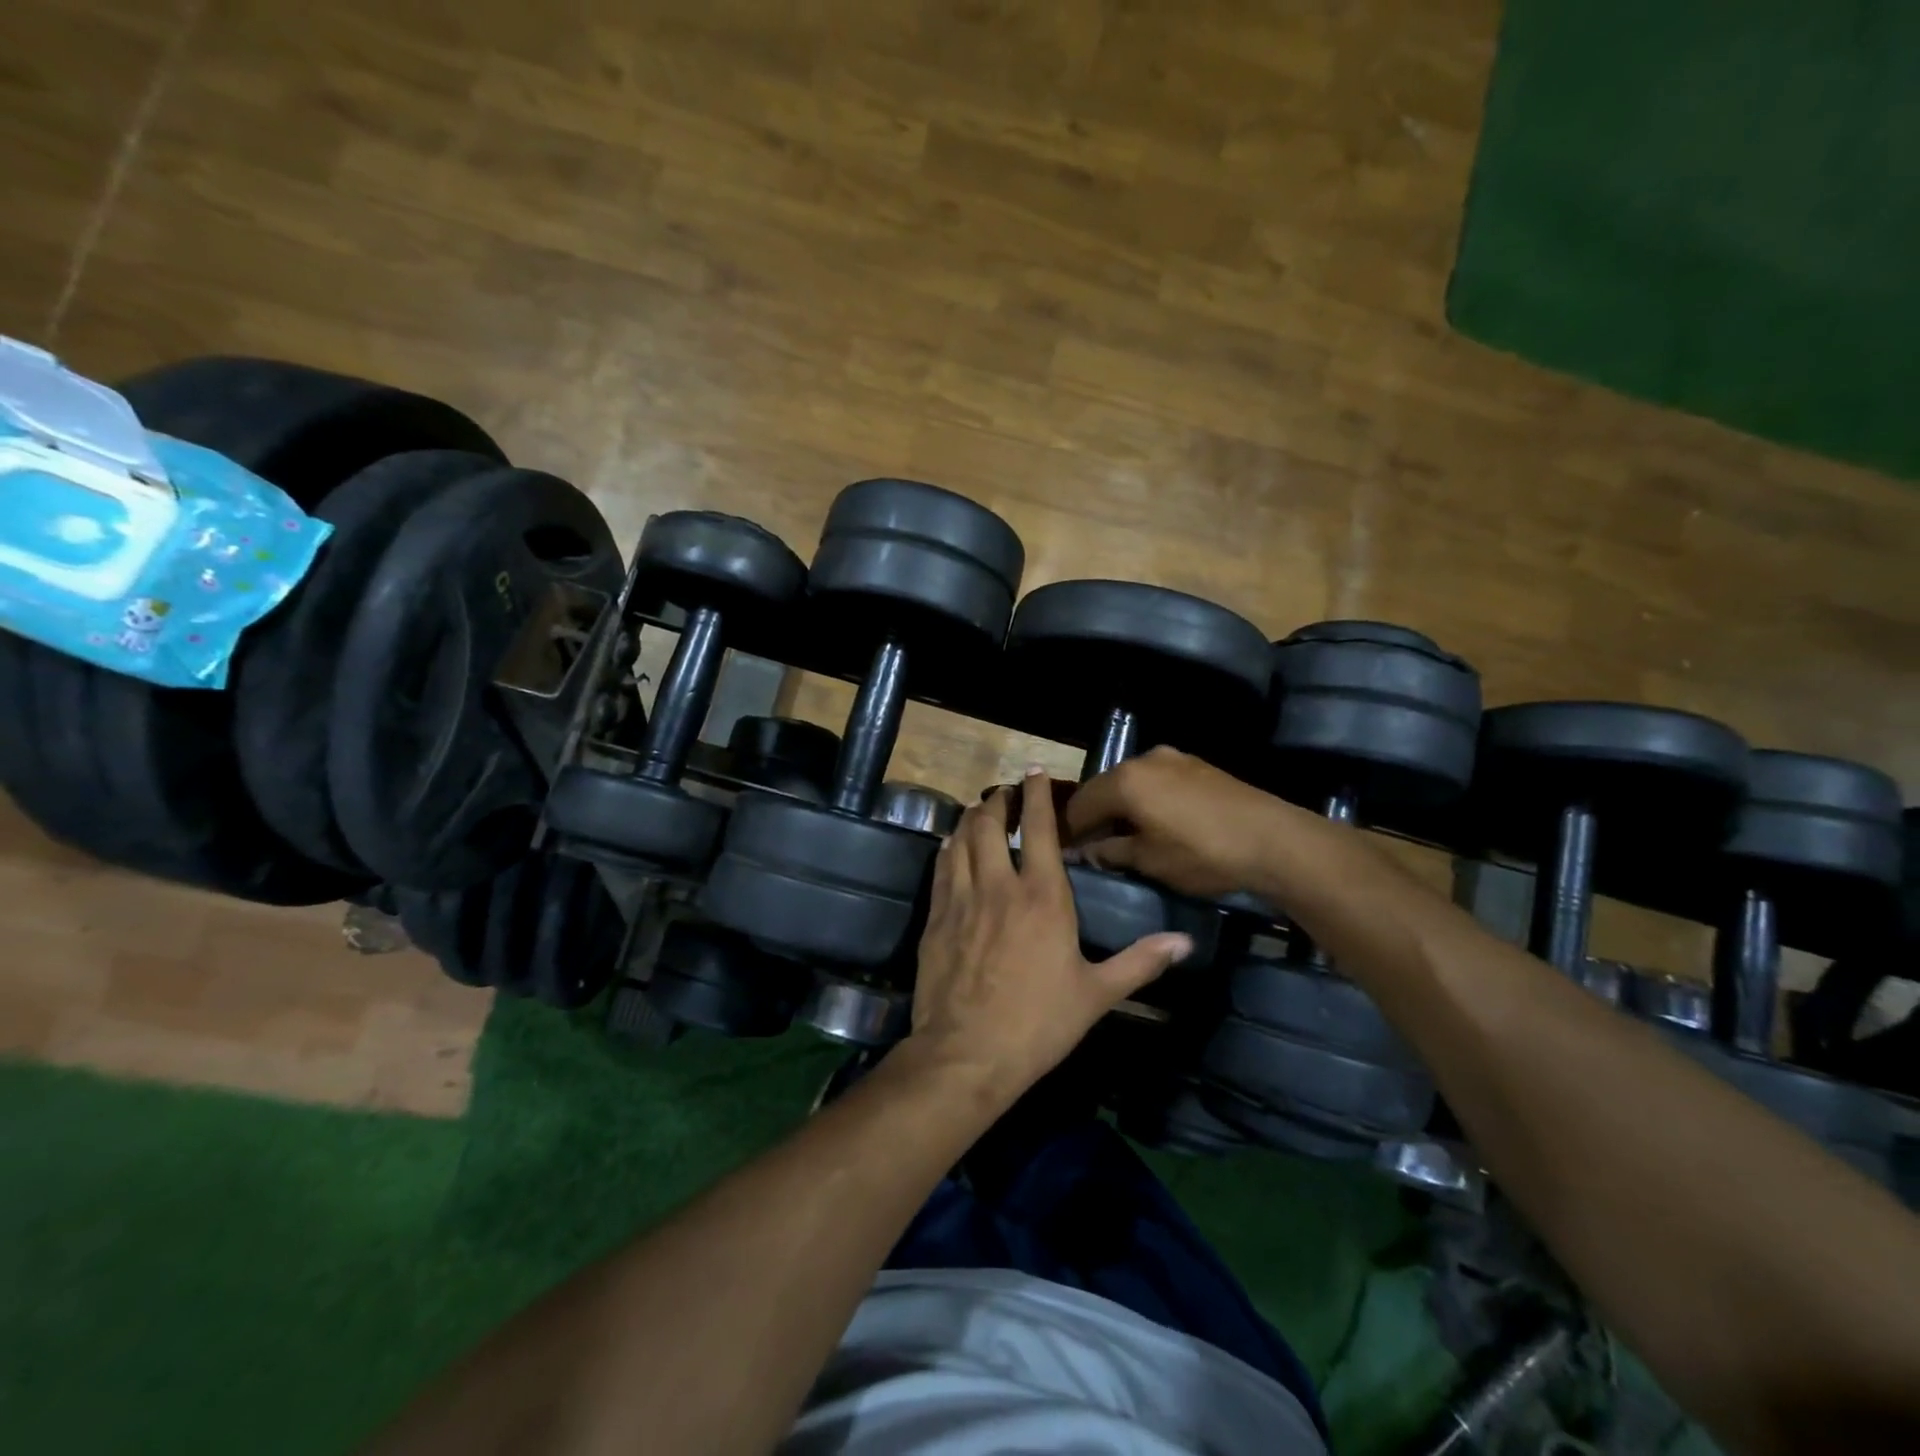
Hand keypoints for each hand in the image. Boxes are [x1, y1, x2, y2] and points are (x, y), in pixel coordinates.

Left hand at [907, 768, 1193, 1101]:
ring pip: (960, 840)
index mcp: (1042, 896)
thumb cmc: (1039, 1023)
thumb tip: (1184, 942)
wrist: (967, 1053)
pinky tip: (951, 847)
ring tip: (979, 812)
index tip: (1032, 771)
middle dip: (997, 801)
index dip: (1036, 795)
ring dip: (970, 819)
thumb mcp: (1097, 994)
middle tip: (1004, 795)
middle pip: (990, 824)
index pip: (1039, 829)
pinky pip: (941, 868)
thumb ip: (1140, 962)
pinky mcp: (936, 917)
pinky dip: (948, 849)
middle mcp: (999, 885)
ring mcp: (962, 899)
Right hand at [1062, 746, 1287, 898]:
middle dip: (1096, 815)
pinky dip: (1148, 798)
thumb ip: (1111, 851)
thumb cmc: (1202, 853)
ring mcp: (1173, 758)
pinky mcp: (1197, 765)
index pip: (1079, 804)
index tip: (1070, 854)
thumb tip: (1086, 851)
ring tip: (1129, 836)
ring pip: (1132, 782)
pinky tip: (1159, 822)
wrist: (1272, 840)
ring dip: (1123, 806)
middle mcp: (1143, 760)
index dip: (1071, 831)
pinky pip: (1158, 780)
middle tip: (1096, 846)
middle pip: (1104, 787)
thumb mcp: (1149, 860)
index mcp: (1124, 781)